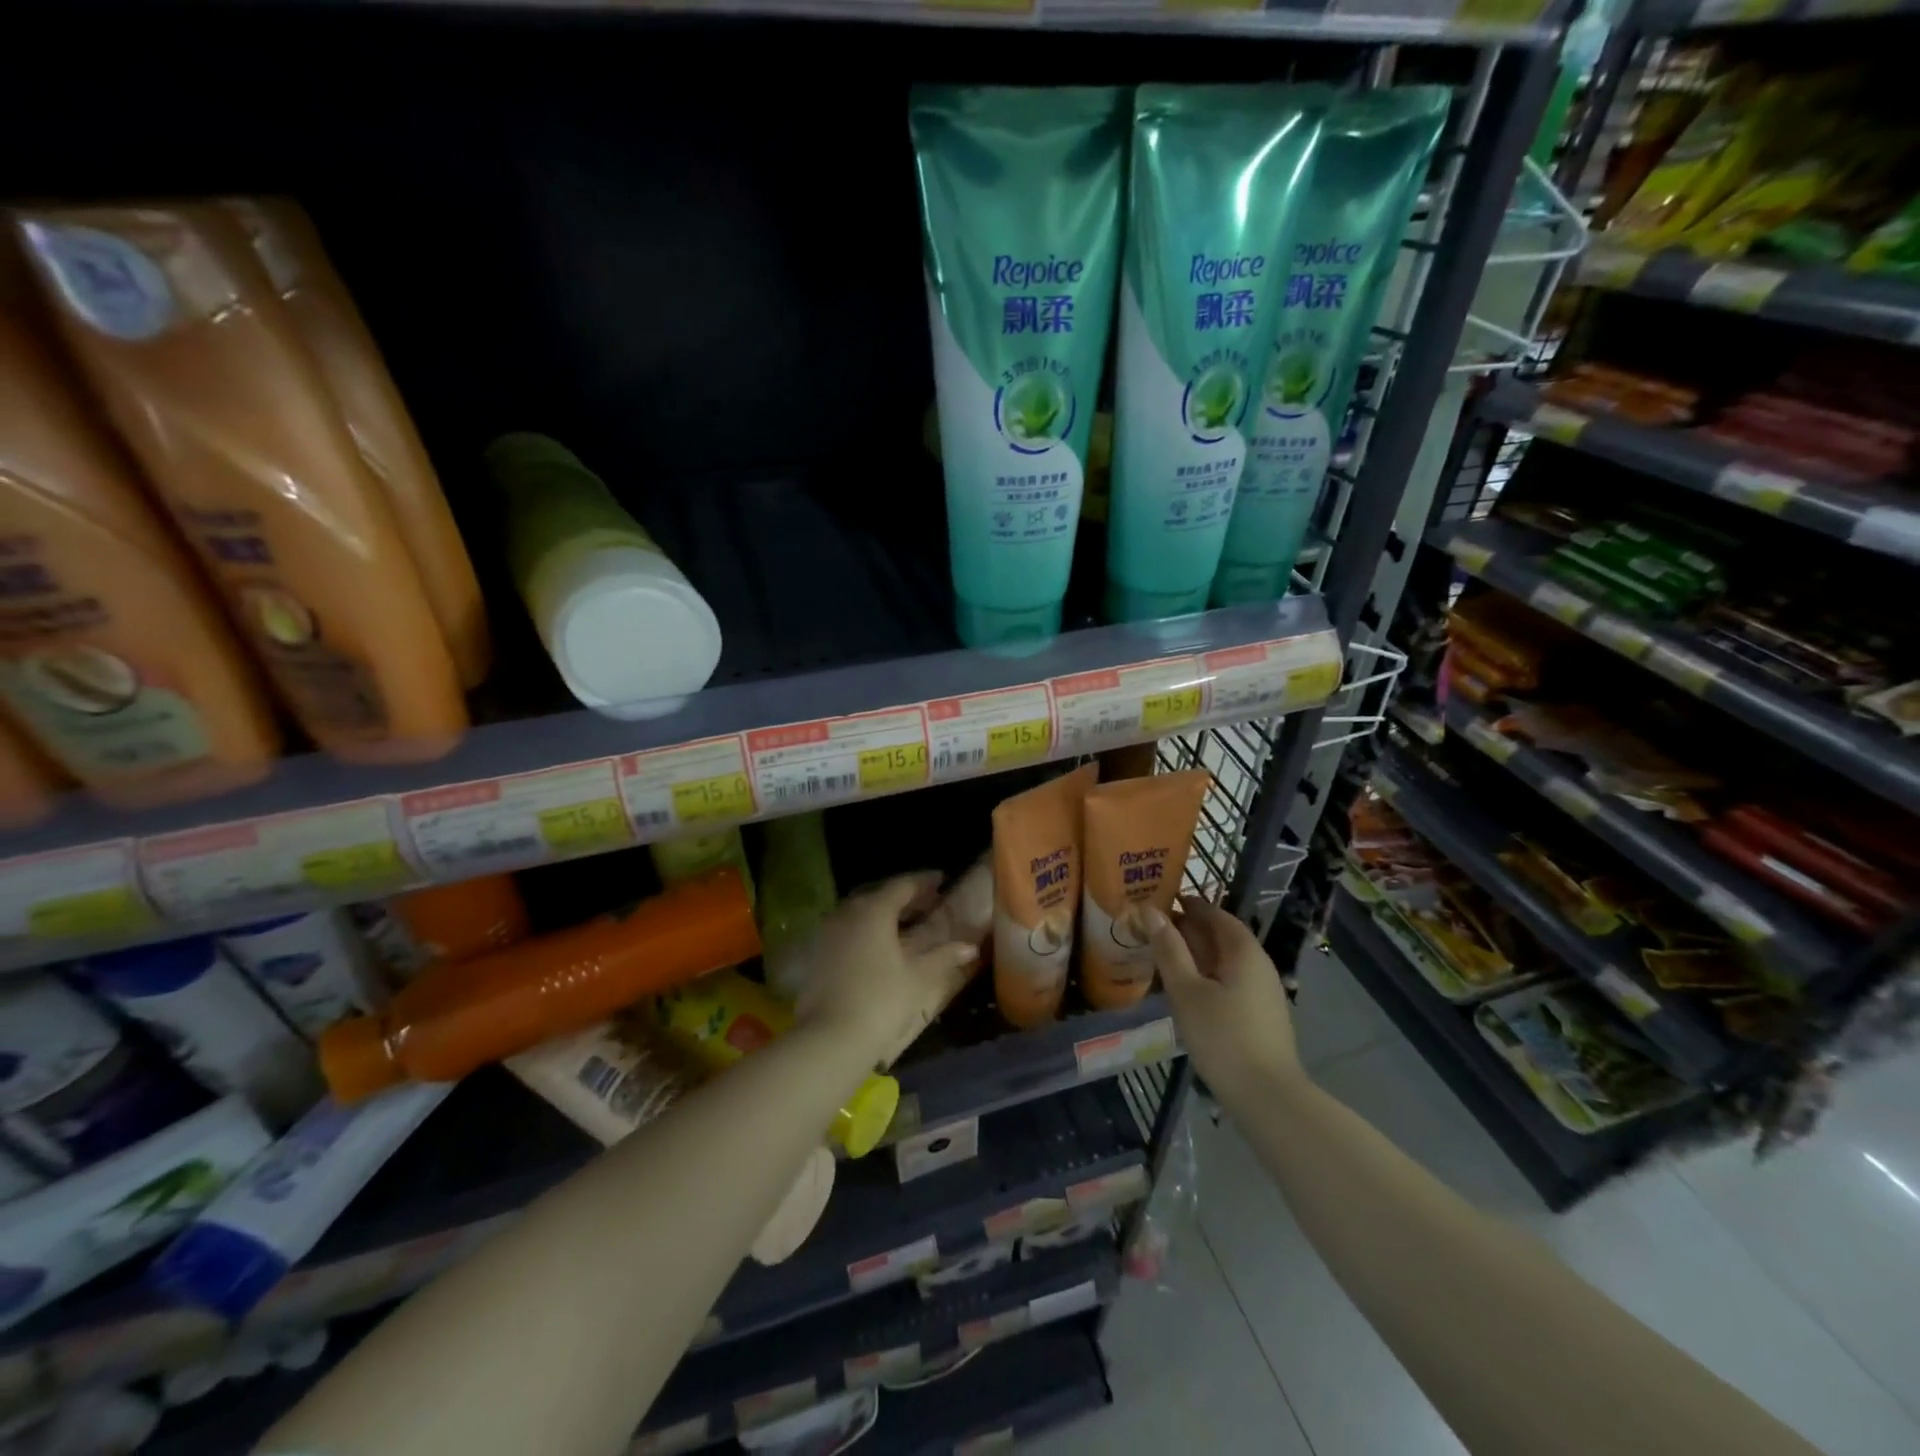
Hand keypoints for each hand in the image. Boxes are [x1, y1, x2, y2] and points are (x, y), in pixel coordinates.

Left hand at [796, 872, 978, 1066]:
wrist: (830, 1038)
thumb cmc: (881, 1001)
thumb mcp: (919, 977)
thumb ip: (944, 956)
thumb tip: (969, 947)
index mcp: (873, 910)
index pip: (902, 885)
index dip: (924, 882)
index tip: (941, 880)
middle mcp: (846, 912)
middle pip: (879, 895)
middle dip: (905, 897)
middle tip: (928, 903)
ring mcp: (826, 932)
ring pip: (859, 912)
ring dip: (883, 913)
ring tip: (906, 925)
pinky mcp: (816, 953)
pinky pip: (846, 930)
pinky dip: (866, 930)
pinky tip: (879, 947)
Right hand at [1148, 896, 1300, 1109]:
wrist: (1268, 1098)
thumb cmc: (1222, 1037)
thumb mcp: (1186, 990)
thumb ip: (1168, 949)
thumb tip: (1150, 910)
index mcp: (1243, 951)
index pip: (1215, 914)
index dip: (1188, 905)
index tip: (1158, 901)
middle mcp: (1259, 964)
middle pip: (1222, 936)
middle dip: (1189, 929)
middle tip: (1153, 930)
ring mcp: (1263, 991)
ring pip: (1226, 960)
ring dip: (1197, 954)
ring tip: (1164, 957)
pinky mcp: (1261, 1015)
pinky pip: (1231, 980)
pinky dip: (1207, 975)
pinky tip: (1187, 990)